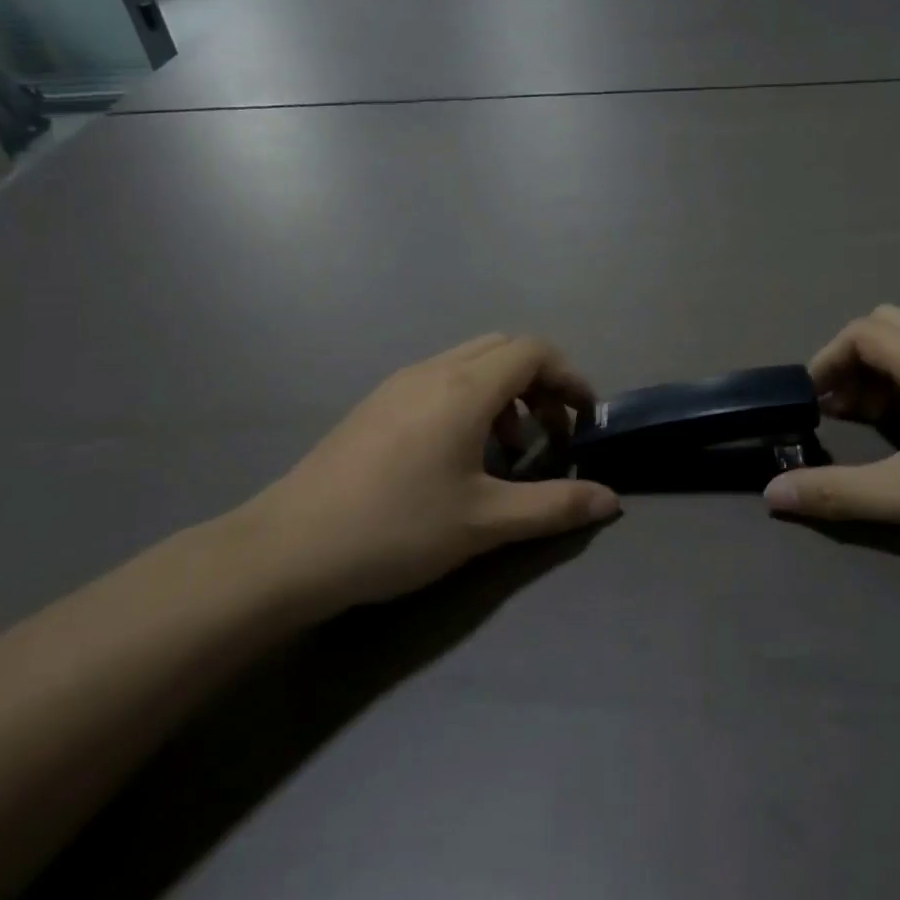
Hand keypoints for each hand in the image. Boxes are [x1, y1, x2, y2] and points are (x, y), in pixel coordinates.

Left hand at [231, 335, 619, 613]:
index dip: (570, 378)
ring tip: (508, 450)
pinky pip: (440, 381)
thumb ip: (555, 506)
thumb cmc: (396, 529)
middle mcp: (433, 371)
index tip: (584, 420)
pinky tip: (459, 456)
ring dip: (505, 393)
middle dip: (541, 382)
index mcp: (464, 388)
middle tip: (552, 433)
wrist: (286, 550)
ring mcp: (398, 385)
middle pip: (504, 348)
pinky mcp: (375, 405)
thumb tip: (612, 500)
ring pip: (470, 363)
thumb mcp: (485, 522)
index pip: (534, 351)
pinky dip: (471, 400)